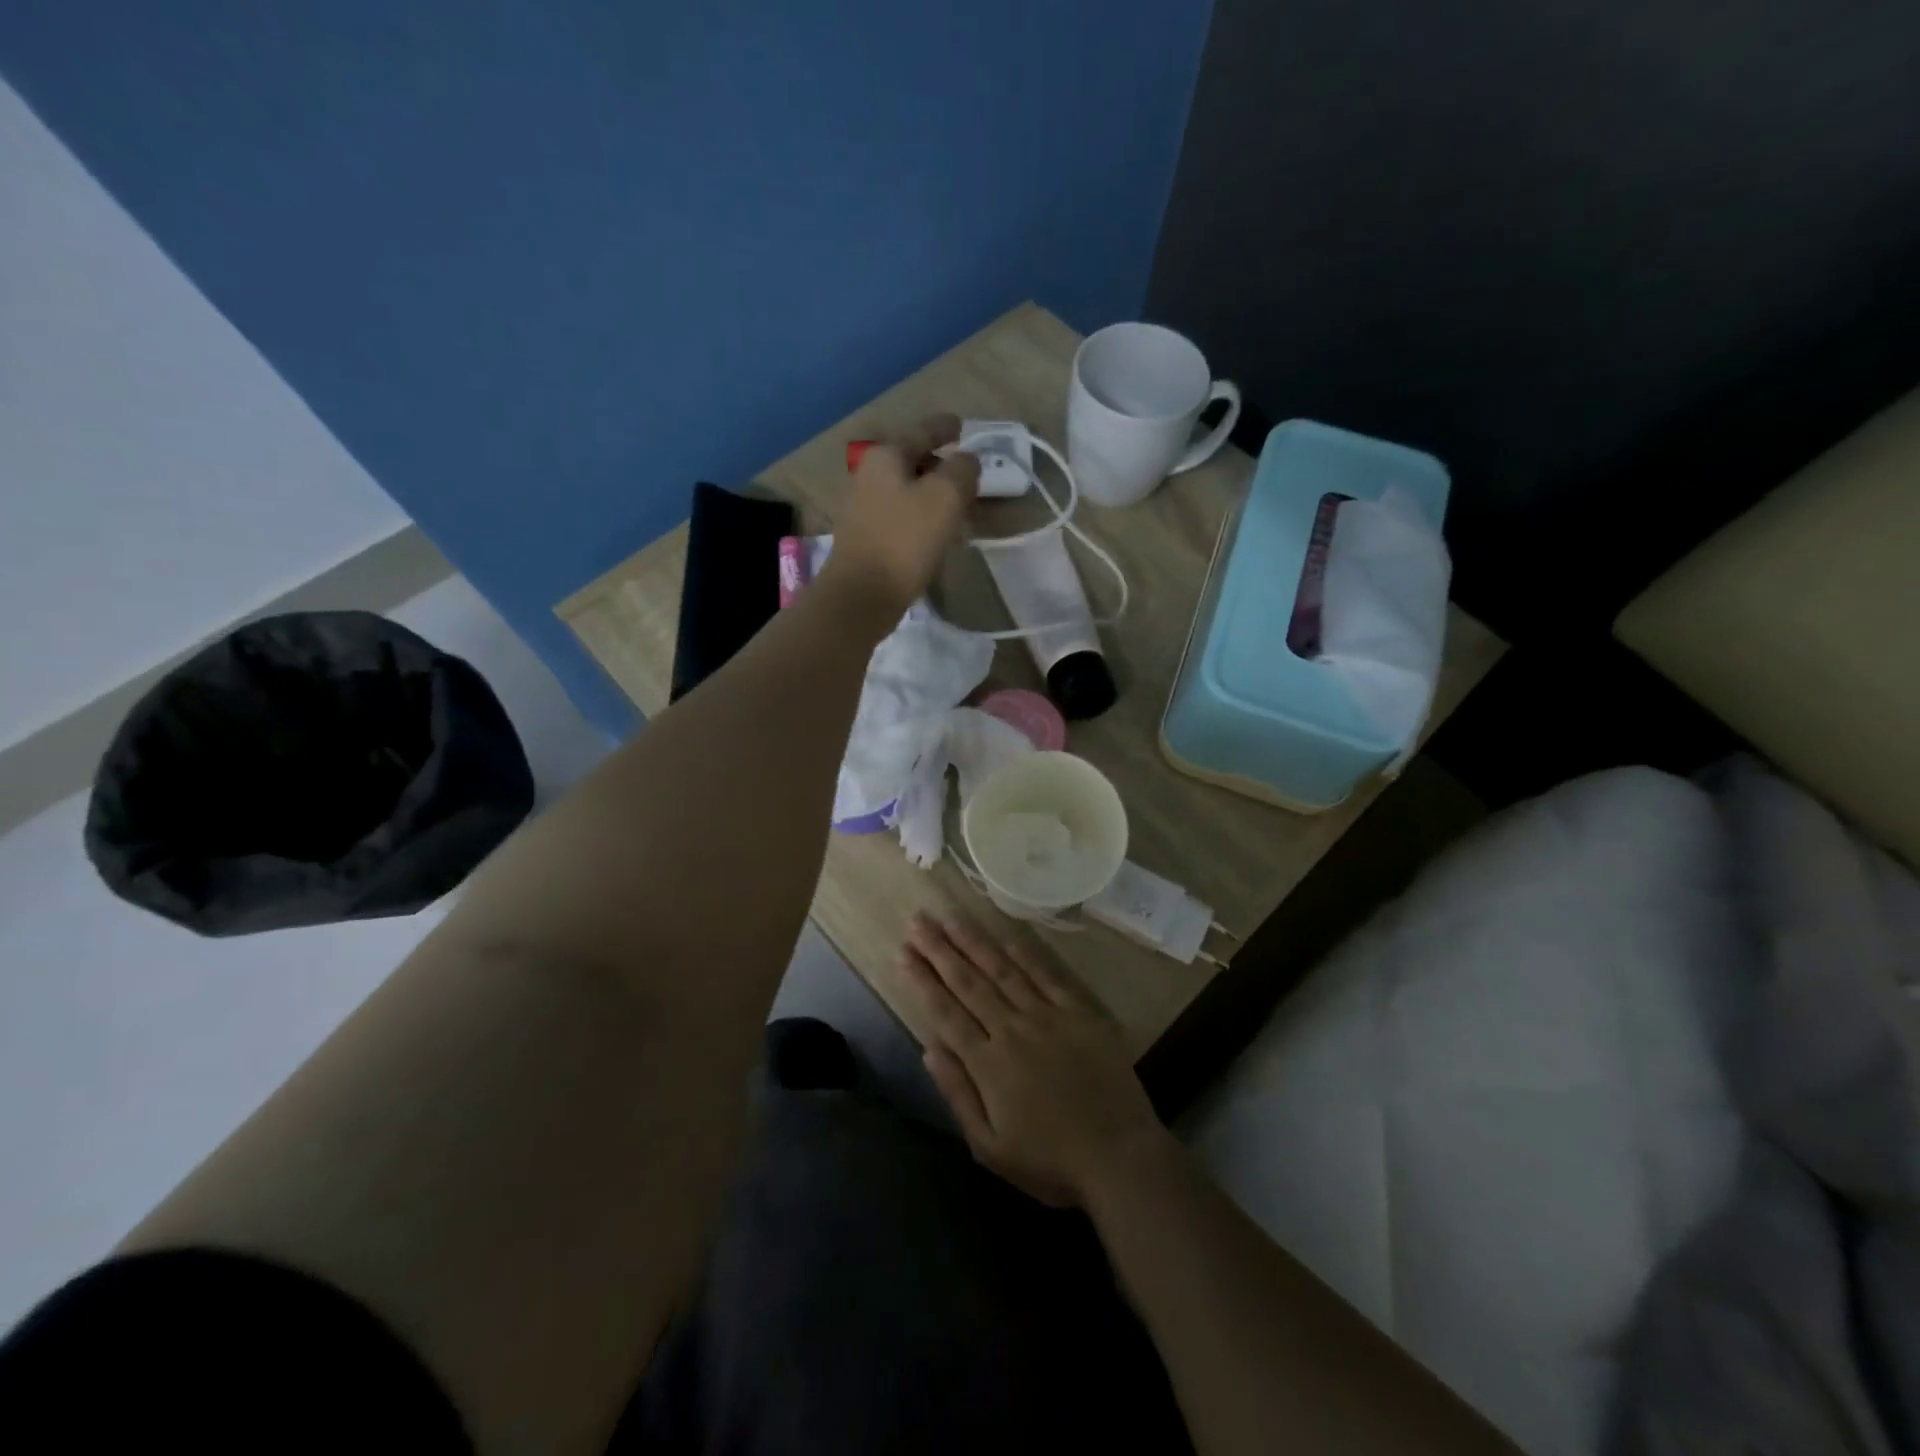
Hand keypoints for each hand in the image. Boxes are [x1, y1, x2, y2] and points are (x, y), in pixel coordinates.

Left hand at [822, 414, 979, 624]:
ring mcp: (865, 509)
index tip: (962, 425)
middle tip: (970, 479)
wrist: (862, 595)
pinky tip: (940, 537)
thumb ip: (963, 470)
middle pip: (914, 462)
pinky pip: (903, 518)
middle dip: (943, 467)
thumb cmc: (905, 539)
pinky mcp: (867, 539)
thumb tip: (967, 461)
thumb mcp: (946, 496)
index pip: (922, 431)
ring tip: (961, 511)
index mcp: (886, 456)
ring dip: (935, 498)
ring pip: (909, 492)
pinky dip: (923, 520)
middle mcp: (870, 476)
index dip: (945, 427)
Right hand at [901, 914, 1173, 1207]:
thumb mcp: (990, 1148)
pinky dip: (1024, 954)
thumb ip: (958, 1094)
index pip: (946, 1011)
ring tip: (950, 918)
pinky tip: (1005, 935)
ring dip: (974, 942)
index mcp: (988, 1063)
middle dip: (940, 950)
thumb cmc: (1050, 1161)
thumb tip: (929, 1049)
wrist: (1120, 1156)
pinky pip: (1046, 975)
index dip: (922, 980)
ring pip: (1002, 970)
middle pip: (968, 982)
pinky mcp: (1079, 1012)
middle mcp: (1012, 1029)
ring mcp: (1047, 1016)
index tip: (903, 953)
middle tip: (918, 921)